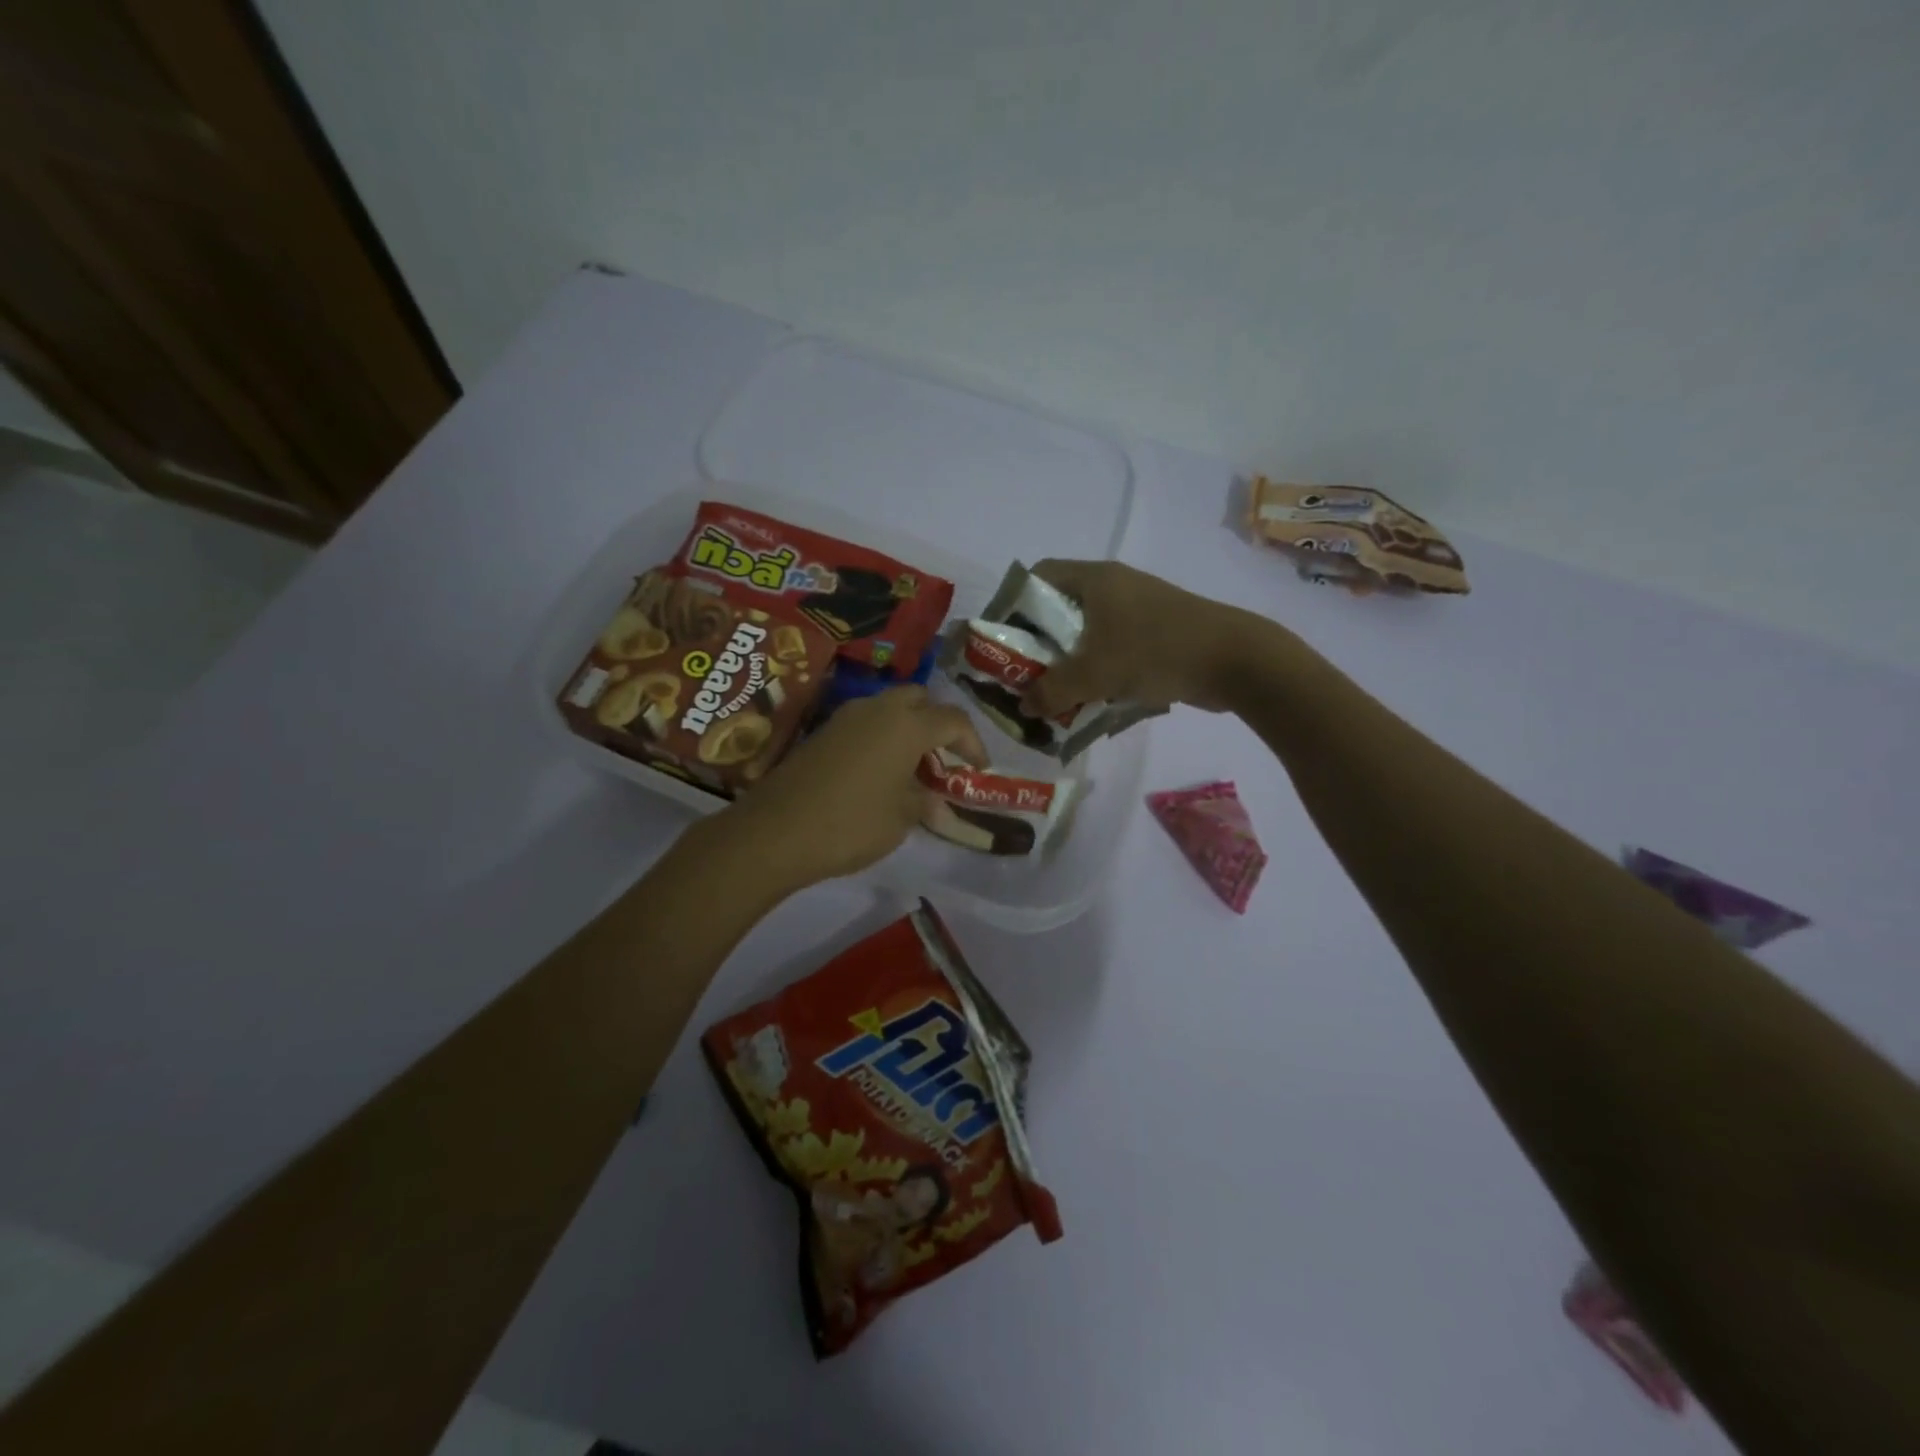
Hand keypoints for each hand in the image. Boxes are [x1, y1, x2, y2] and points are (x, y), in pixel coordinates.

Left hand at [716, 686, 987, 889]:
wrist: (775, 831)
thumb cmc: (852, 823)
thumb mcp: (901, 818)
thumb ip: (924, 801)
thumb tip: (934, 800)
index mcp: (907, 724)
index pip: (953, 720)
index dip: (973, 742)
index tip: (979, 768)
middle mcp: (878, 709)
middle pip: (919, 699)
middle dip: (937, 723)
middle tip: (943, 758)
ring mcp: (846, 717)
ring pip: (889, 708)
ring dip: (907, 729)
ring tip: (913, 767)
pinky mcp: (822, 732)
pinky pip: (865, 723)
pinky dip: (881, 738)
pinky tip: (880, 772)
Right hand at [1023, 560, 1262, 715]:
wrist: (1236, 661)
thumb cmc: (1157, 651)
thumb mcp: (1095, 673)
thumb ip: (1052, 690)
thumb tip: (1023, 705)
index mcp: (1095, 580)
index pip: (1038, 577)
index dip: (1014, 604)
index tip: (1003, 640)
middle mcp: (1114, 587)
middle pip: (1060, 608)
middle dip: (1039, 644)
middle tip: (1025, 675)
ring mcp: (1138, 610)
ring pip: (1088, 633)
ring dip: (1069, 662)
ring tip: (1054, 694)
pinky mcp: (1157, 633)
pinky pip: (1113, 648)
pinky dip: (1098, 670)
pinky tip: (1092, 700)